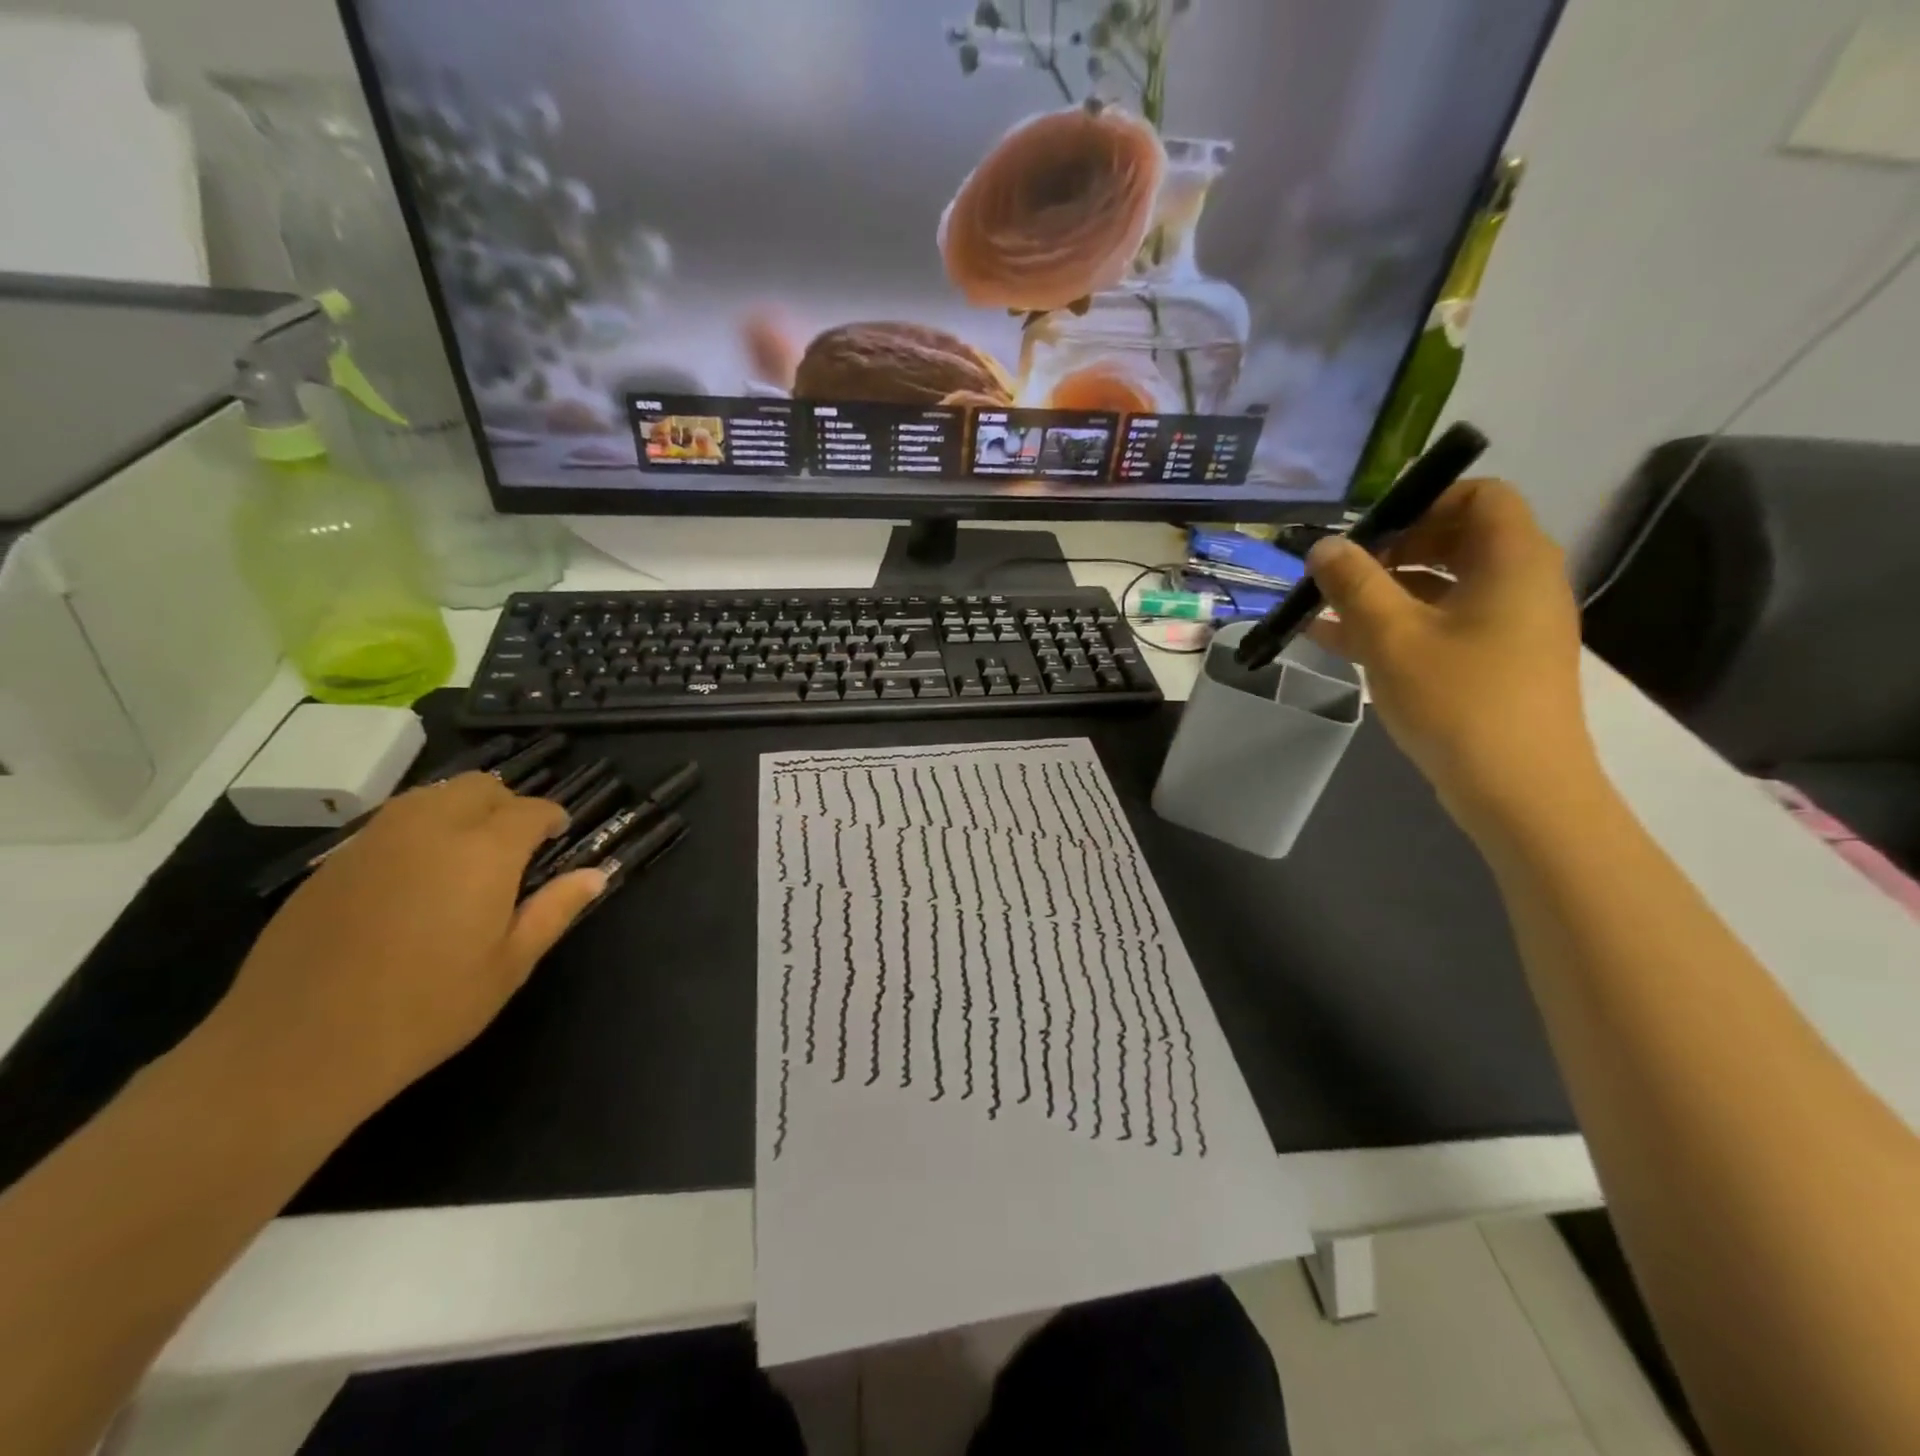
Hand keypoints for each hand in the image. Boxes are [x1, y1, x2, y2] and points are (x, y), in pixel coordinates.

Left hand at [199, 773, 606, 1118]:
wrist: (297, 1049)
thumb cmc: (426, 1010)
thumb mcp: (509, 966)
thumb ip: (555, 910)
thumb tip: (597, 873)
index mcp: (483, 853)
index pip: (530, 809)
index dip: (551, 818)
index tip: (559, 837)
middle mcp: (430, 830)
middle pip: (479, 787)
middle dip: (507, 804)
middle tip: (516, 846)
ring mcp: (375, 842)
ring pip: (431, 796)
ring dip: (461, 809)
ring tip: (469, 853)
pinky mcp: (334, 864)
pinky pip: (390, 823)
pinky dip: (419, 829)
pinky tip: (417, 876)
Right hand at [1306, 479, 1595, 832]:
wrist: (1518, 790)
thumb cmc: (1458, 700)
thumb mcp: (1392, 636)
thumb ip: (1354, 584)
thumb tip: (1324, 545)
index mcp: (1512, 561)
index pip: (1480, 496)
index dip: (1423, 501)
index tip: (1369, 531)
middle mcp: (1521, 583)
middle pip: (1457, 539)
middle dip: (1391, 549)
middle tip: (1340, 572)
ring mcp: (1510, 627)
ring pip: (1442, 587)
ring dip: (1383, 592)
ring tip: (1322, 609)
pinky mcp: (1495, 663)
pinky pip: (1442, 625)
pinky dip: (1397, 624)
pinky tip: (1337, 641)